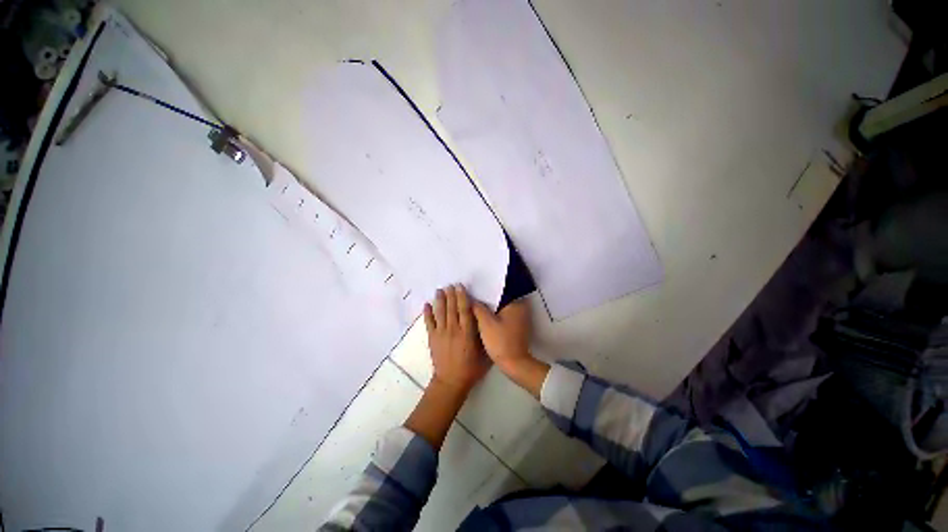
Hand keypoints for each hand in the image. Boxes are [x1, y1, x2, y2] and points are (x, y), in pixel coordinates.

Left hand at [424, 285, 488, 394]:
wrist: (451, 382)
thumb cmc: (471, 368)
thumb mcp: (484, 353)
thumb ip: (483, 336)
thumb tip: (484, 321)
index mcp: (467, 332)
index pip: (464, 310)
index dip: (462, 297)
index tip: (460, 287)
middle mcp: (453, 329)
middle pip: (452, 308)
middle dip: (451, 295)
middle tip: (450, 284)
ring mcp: (441, 333)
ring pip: (440, 313)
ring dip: (440, 300)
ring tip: (440, 290)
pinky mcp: (432, 338)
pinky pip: (429, 323)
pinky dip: (427, 313)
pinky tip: (426, 304)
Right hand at [471, 297, 531, 371]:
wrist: (514, 364)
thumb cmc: (500, 342)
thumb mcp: (485, 323)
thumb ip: (477, 307)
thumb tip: (469, 297)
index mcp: (516, 303)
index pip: (498, 291)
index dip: (484, 291)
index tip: (472, 291)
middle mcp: (521, 307)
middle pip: (500, 299)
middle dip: (487, 299)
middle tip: (472, 298)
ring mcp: (521, 317)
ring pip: (502, 308)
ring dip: (490, 308)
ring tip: (475, 307)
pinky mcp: (518, 326)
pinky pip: (504, 315)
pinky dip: (495, 316)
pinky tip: (484, 319)